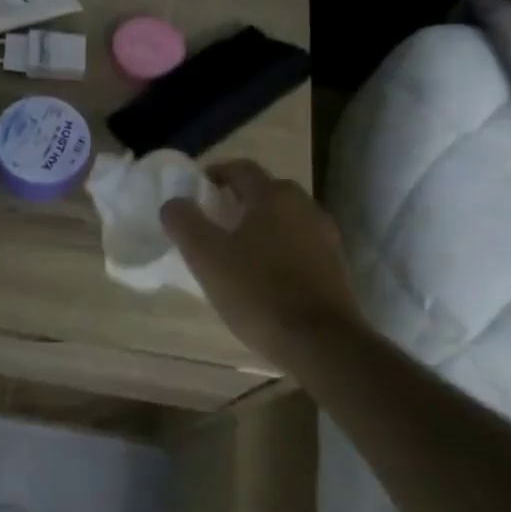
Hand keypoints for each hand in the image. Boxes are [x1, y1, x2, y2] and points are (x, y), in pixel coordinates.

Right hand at [163, 160, 362, 364]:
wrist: (322, 343)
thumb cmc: (258, 292)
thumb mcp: (206, 258)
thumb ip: (184, 223)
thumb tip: (174, 203)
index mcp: (272, 196)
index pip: (241, 169)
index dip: (216, 173)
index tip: (197, 189)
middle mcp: (304, 205)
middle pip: (266, 191)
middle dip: (239, 199)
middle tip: (214, 220)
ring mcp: (325, 235)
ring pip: (285, 218)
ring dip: (261, 225)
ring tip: (237, 250)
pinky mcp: (336, 265)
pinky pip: (300, 243)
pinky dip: (280, 248)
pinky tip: (266, 274)